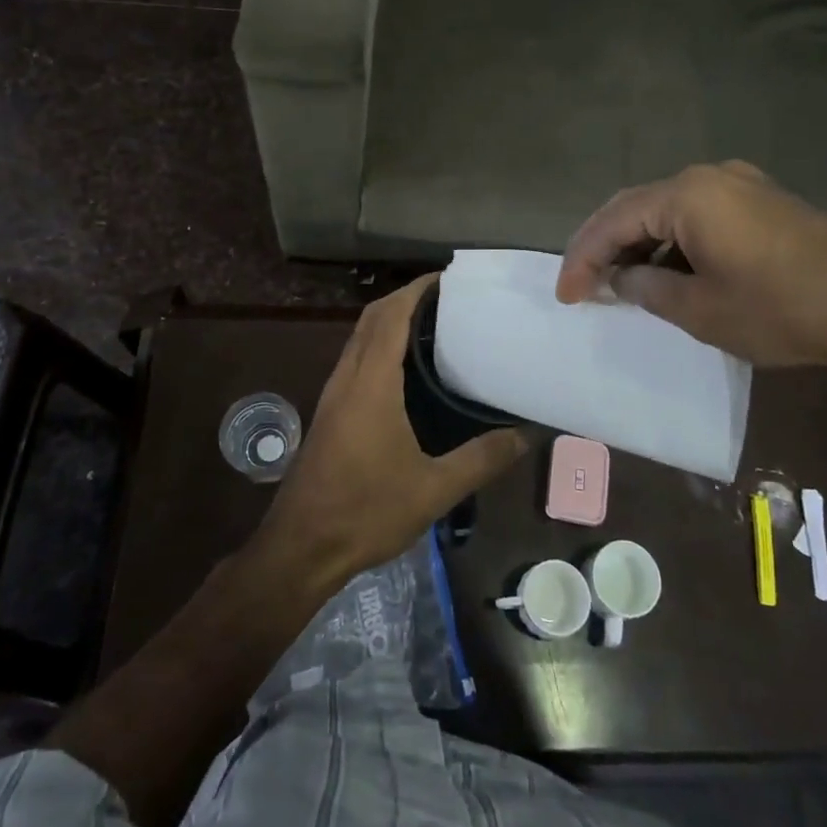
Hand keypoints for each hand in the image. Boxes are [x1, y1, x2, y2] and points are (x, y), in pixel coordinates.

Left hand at [254, 275, 530, 586]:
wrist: (300, 547)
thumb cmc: (365, 512)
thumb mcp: (433, 489)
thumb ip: (481, 459)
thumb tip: (526, 435)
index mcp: (371, 383)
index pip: (391, 315)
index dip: (417, 289)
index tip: (449, 279)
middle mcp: (348, 377)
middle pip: (372, 318)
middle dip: (405, 298)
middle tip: (449, 300)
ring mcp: (334, 394)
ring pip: (360, 337)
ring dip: (390, 320)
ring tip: (434, 326)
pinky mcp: (329, 412)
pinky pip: (355, 359)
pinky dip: (379, 345)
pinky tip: (406, 370)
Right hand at [555, 161, 826, 369]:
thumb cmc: (780, 309)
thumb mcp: (700, 310)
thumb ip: (646, 289)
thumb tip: (621, 279)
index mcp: (687, 196)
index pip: (613, 221)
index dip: (582, 258)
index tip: (566, 295)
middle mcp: (708, 176)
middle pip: (634, 206)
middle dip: (602, 245)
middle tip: (582, 284)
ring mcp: (738, 183)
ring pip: (664, 209)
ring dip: (636, 243)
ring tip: (617, 282)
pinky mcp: (759, 199)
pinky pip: (696, 213)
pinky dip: (669, 239)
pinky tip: (663, 268)